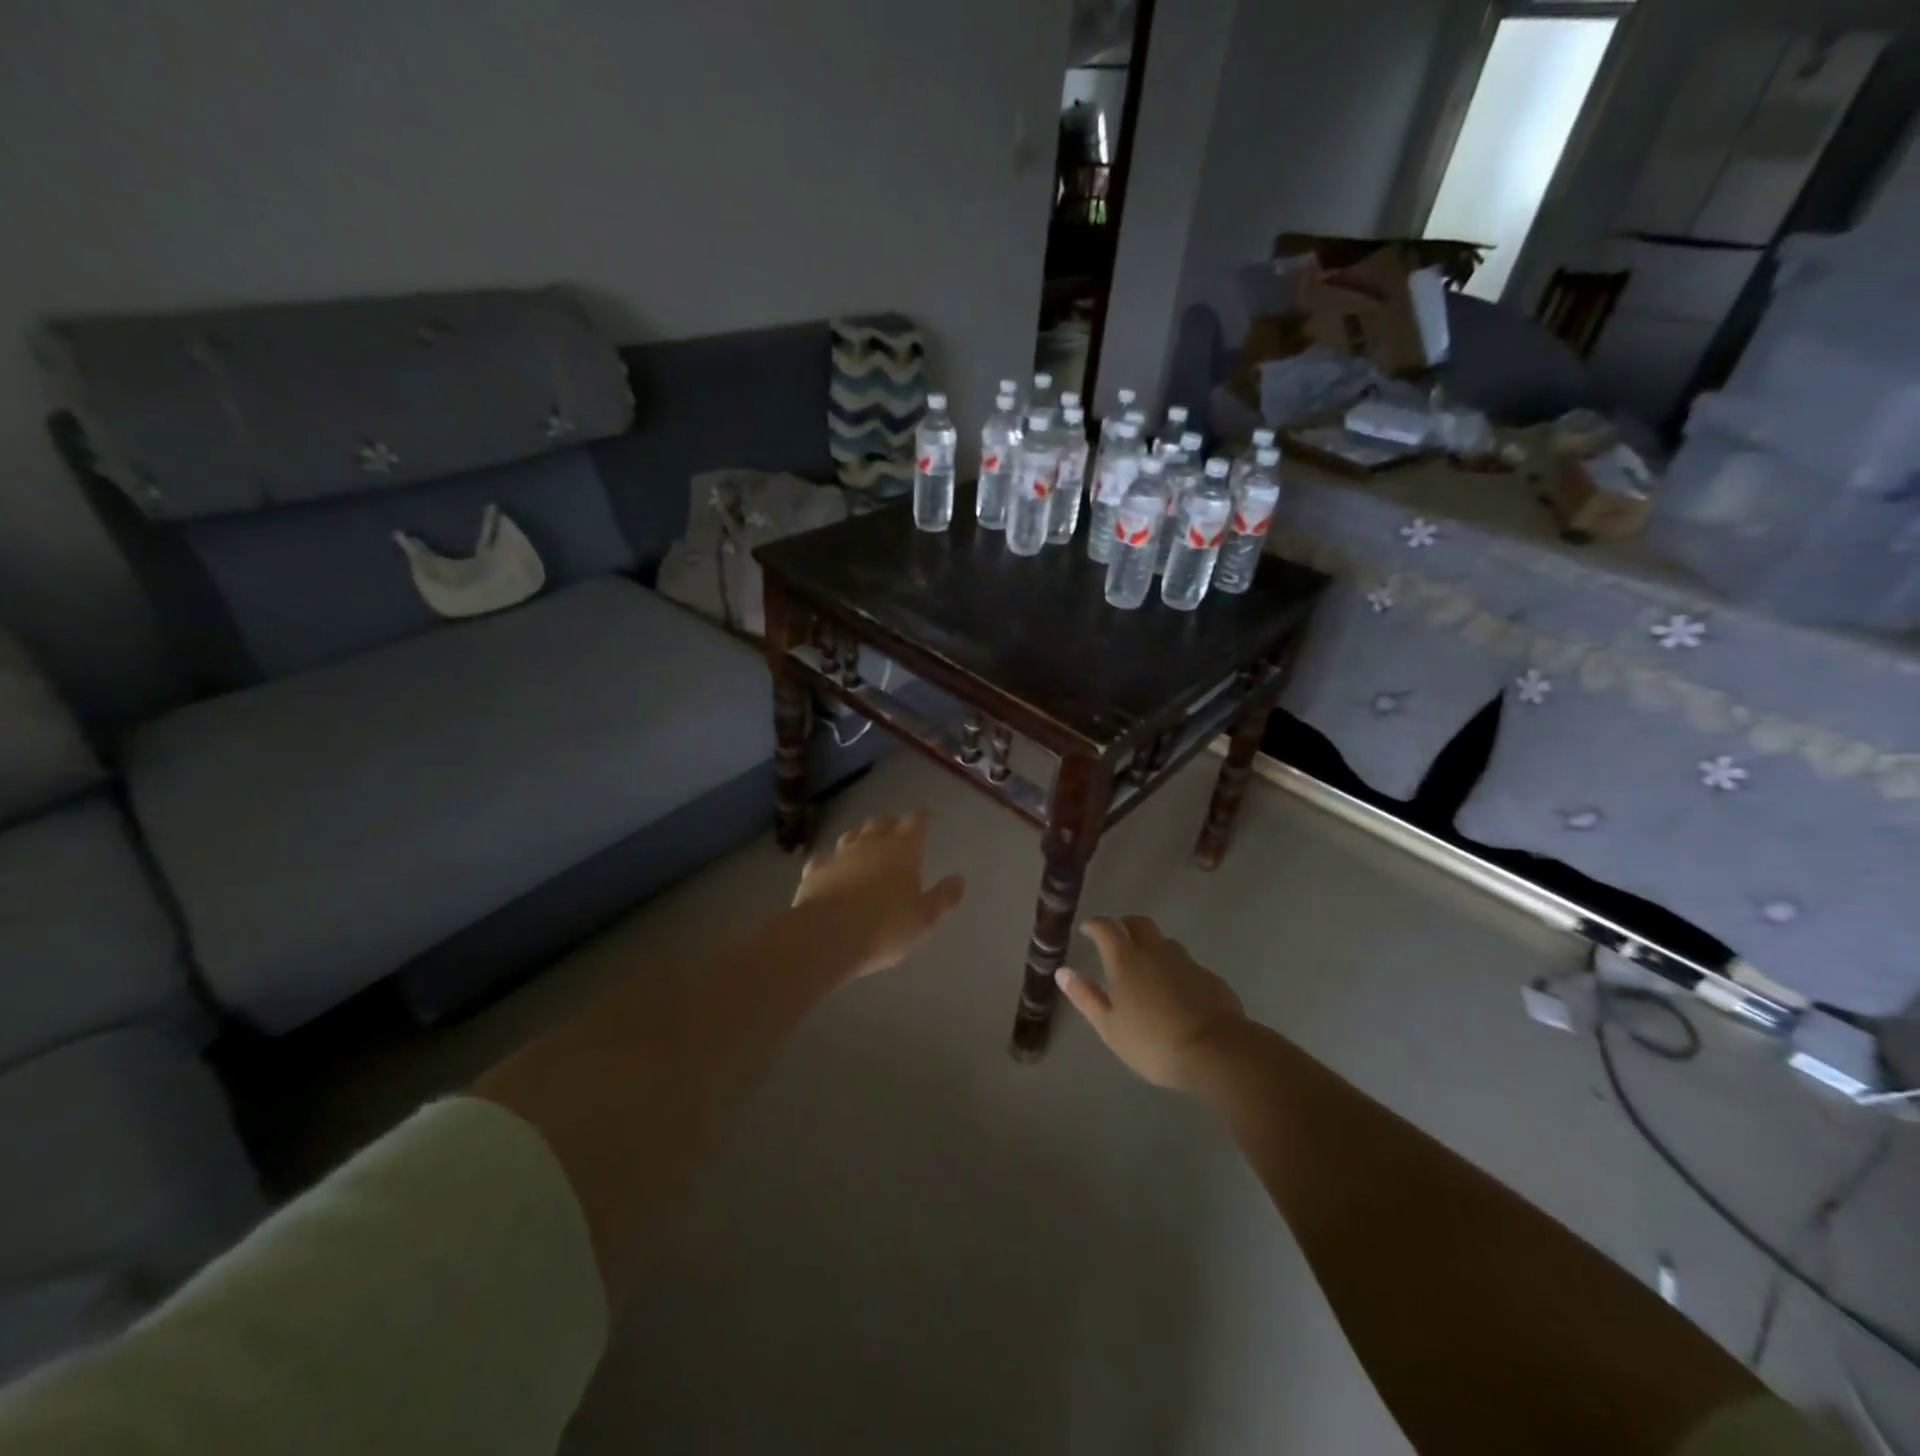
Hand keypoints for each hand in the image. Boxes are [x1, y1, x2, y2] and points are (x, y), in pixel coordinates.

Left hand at [792, 812, 966, 978]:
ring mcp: (839, 854)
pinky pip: (825, 859)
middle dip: (890, 824)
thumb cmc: (885, 926)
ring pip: (852, 836)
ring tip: (865, 845)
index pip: (915, 822)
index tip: (926, 816)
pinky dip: (832, 862)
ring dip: (861, 837)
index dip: (921, 818)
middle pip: (881, 823)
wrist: (827, 936)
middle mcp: (870, 843)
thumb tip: (959, 879)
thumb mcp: (925, 918)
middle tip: (896, 830)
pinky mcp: (815, 871)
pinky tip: (831, 869)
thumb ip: (943, 897)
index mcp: (903, 849)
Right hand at [1056, 916, 1245, 1089]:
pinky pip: (1187, 964)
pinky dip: (1175, 969)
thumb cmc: (1153, 1042)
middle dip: (1125, 924)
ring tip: (1146, 965)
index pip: (1106, 928)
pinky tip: (1176, 991)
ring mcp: (1186, 962)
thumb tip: (1063, 971)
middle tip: (1117, 936)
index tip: (1087, 929)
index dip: (1095, 924)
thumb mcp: (1110, 1027)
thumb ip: (1086, 997)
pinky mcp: (1210, 977)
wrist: (1217, 1051)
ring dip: (1152, 945)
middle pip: (1139, 923)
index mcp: (1125, 959)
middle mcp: (1155, 951)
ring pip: (1165, 942)